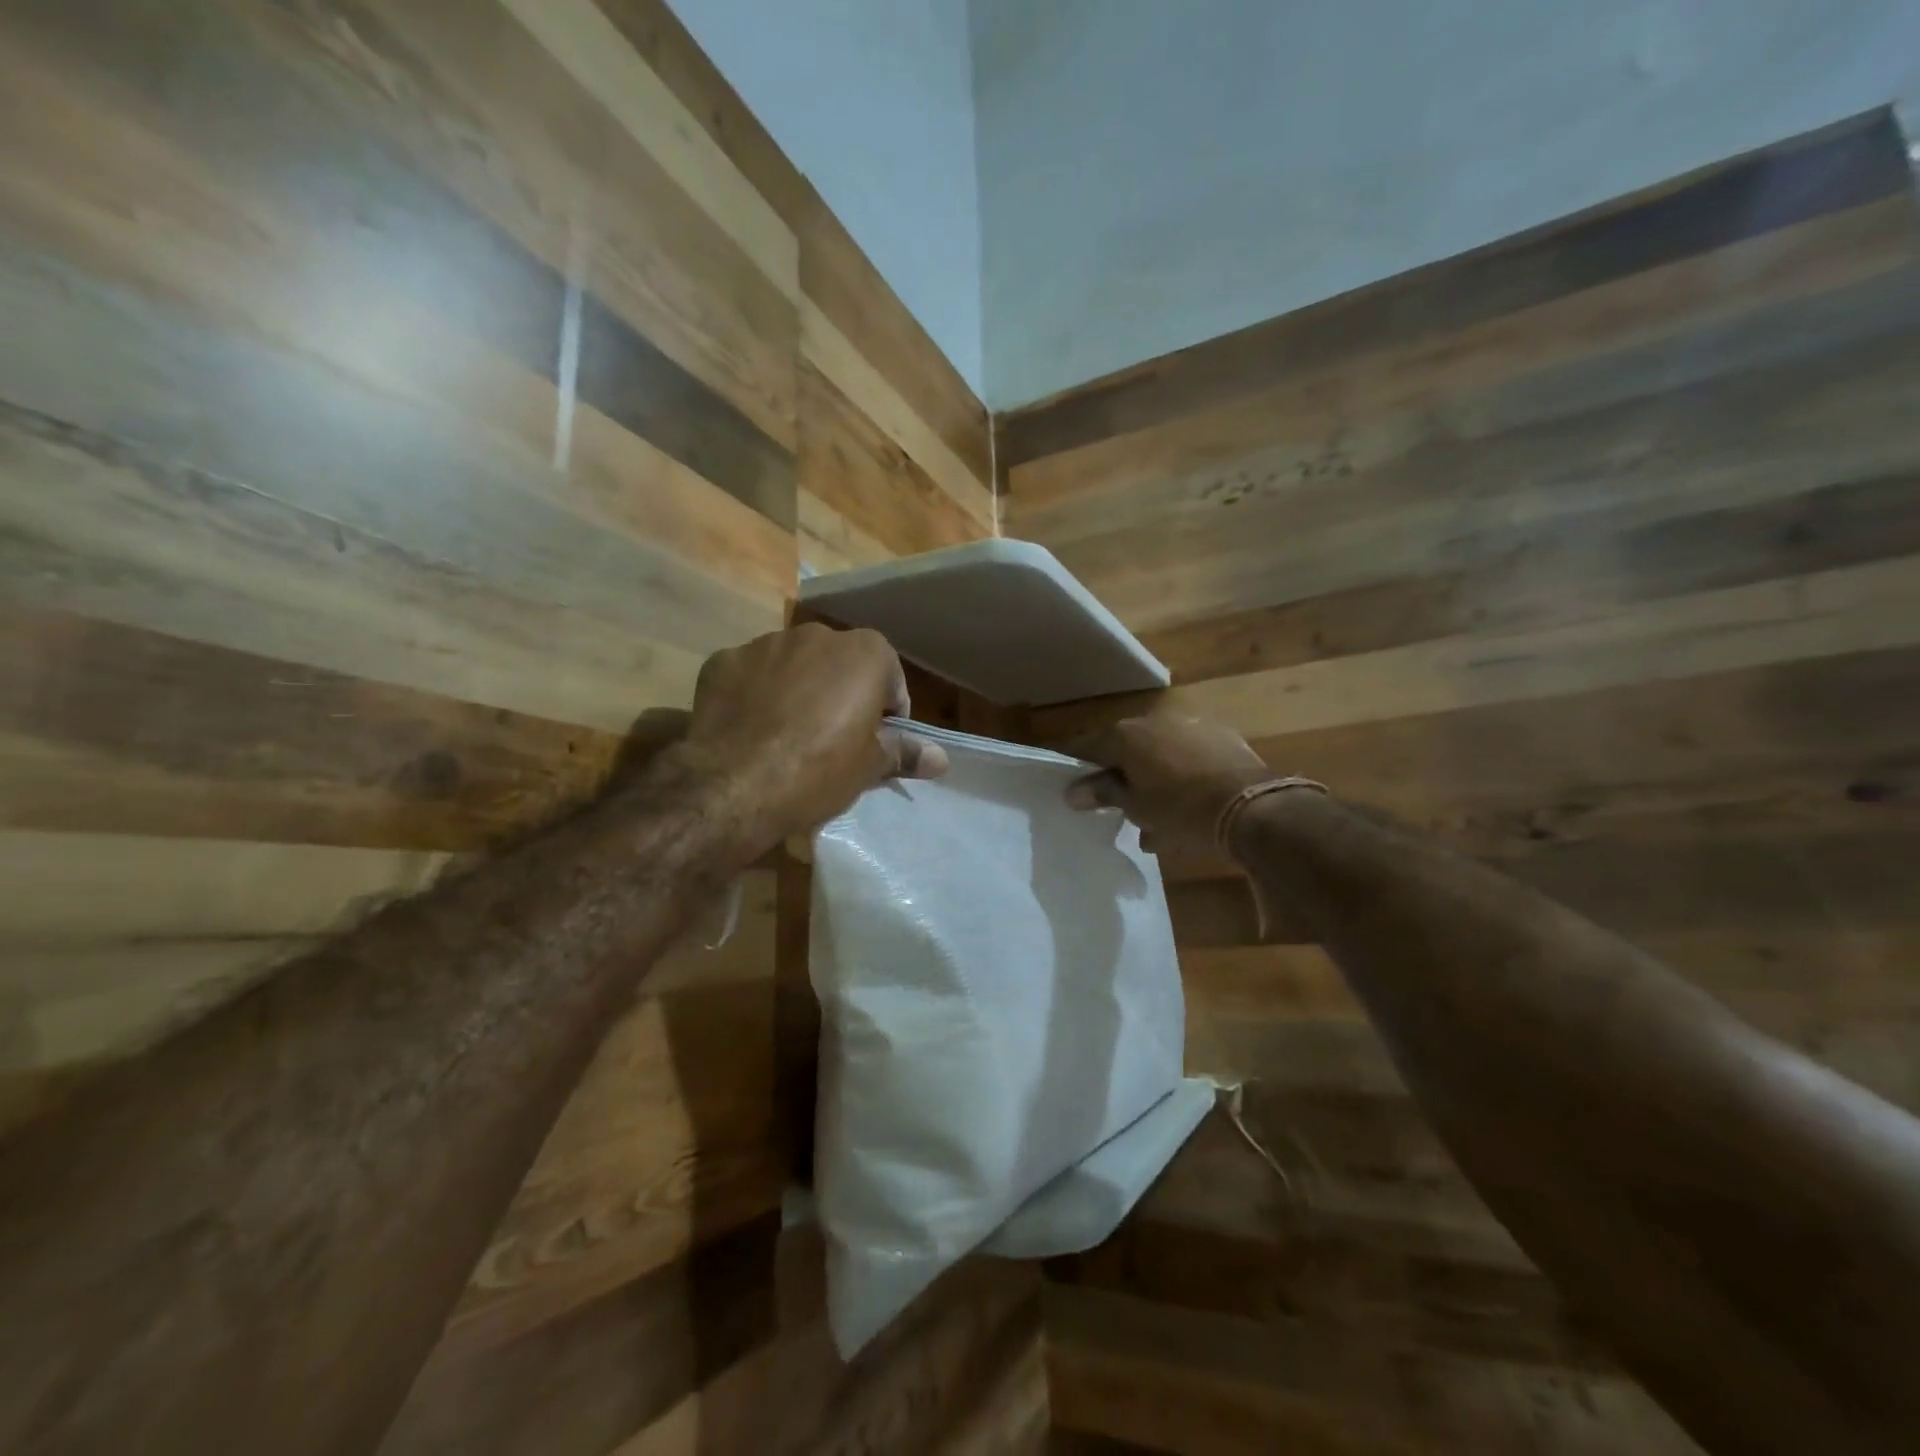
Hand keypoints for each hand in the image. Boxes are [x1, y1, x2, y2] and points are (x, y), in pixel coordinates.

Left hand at [676, 624, 947, 849]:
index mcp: (864, 652)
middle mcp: (816, 634)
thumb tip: (940, 758)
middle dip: (841, 693)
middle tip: (832, 739)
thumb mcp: (869, 767)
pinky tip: (749, 729)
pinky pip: (750, 674)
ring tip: (786, 735)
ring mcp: (765, 643)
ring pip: (793, 665)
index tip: (875, 742)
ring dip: (798, 689)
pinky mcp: (723, 659)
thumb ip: (905, 752)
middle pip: (840, 665)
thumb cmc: (818, 771)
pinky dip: (754, 693)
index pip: (889, 678)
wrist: (733, 785)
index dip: (886, 713)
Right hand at [1066, 713, 1270, 858]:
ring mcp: (1193, 726)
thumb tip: (1072, 791)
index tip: (1076, 790)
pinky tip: (1189, 808)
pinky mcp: (1224, 738)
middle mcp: (1157, 721)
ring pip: (1162, 755)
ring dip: (1155, 780)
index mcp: (1127, 734)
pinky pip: (1191, 758)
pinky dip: (1184, 777)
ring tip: (1157, 820)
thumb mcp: (1134, 806)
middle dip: (1123, 777)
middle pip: (1128, 749)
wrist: (1250, 807)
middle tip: (1121, 809)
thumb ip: (1102, 793)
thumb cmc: (1179, 808)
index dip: (1081, 769)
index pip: (1090, 747)